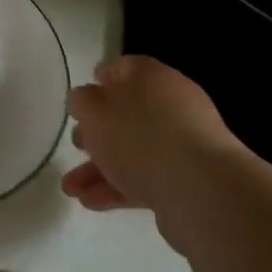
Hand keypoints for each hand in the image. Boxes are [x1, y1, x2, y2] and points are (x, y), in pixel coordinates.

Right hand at [62, 56, 246, 224]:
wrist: (200, 190)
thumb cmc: (140, 137)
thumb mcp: (95, 110)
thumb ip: (82, 101)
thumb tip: (85, 99)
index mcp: (152, 77)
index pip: (123, 68)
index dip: (100, 79)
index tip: (79, 99)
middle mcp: (170, 105)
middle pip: (127, 113)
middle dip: (97, 131)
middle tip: (76, 143)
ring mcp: (181, 145)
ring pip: (132, 151)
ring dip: (98, 167)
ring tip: (71, 188)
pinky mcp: (185, 181)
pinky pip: (144, 179)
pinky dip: (117, 188)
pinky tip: (90, 202)